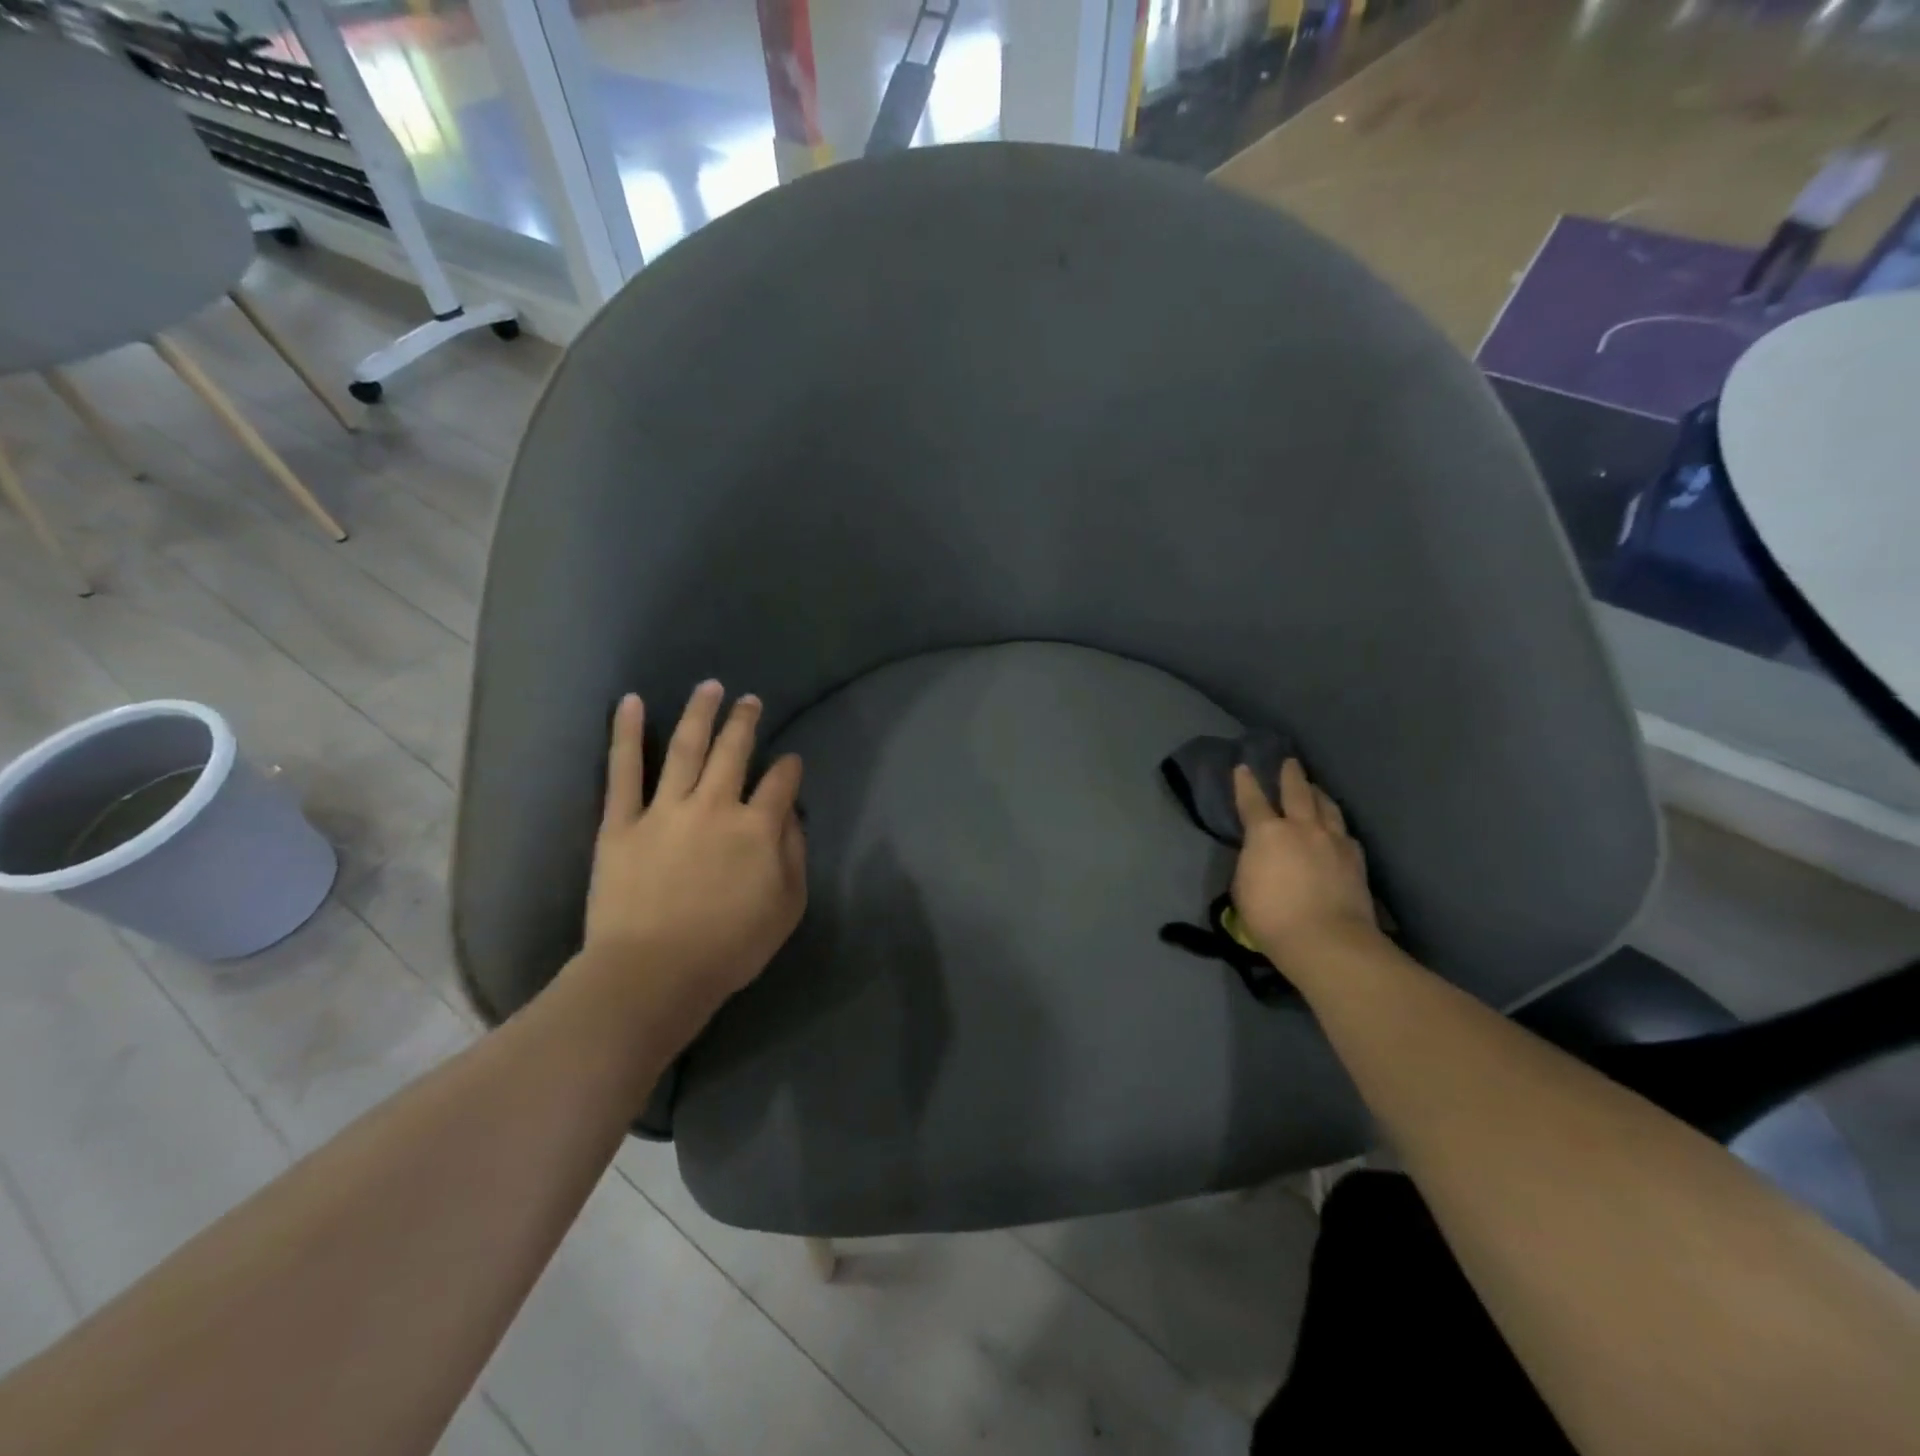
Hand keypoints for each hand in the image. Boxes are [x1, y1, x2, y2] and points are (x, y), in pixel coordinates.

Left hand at [581, 681, 806, 1019]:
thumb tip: (790, 818)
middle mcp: (715, 806)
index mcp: (757, 828)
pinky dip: (627, 734)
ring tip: (710, 687)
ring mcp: (665, 810)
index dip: (790, 769)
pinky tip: (631, 702)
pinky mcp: (622, 822)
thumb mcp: (786, 908)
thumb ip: (794, 856)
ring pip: (686, 748)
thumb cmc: (728, 948)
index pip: (781, 784)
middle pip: (734, 752)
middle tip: (750, 700)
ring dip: (701, 713)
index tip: (791, 762)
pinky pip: (623, 770)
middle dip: (746, 722)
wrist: (653, 975)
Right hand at [1231, 758, 1377, 965]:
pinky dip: (1337, 825)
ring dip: (1318, 794)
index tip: (1243, 768)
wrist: (1326, 939)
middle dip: (1290, 774)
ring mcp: (1333, 840)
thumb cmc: (1271, 916)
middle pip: (1297, 792)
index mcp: (1266, 832)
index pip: (1252, 800)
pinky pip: (1345, 832)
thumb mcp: (1243, 886)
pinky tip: (1337, 829)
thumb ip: (1251, 862)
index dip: (1245, 783)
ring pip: (1327, 806)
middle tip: (1290, 762)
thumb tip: (1260, 855)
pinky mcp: (1356, 858)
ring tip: (1315, 788)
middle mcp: (1302, 827)